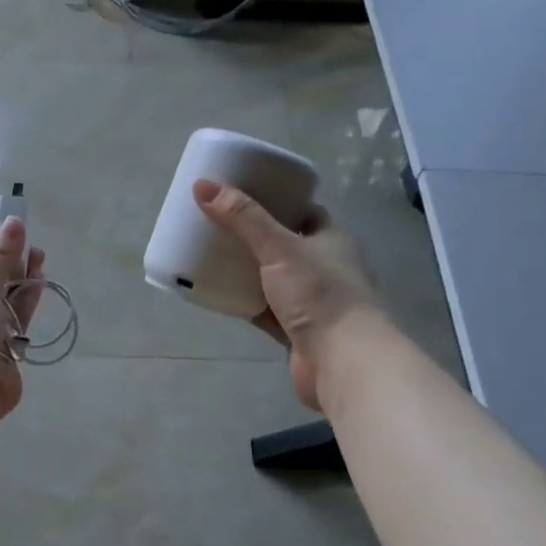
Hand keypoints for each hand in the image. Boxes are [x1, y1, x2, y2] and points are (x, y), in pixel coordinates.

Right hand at [193, 178, 380, 411]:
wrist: (342, 361)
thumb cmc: (319, 294)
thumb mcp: (279, 248)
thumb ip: (242, 218)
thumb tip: (203, 184)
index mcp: (330, 239)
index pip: (303, 210)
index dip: (275, 199)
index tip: (241, 193)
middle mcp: (324, 267)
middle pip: (284, 244)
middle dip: (253, 235)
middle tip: (217, 223)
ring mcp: (311, 301)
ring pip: (272, 279)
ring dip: (246, 270)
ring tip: (210, 254)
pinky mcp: (295, 331)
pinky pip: (263, 309)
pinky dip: (243, 302)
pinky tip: (217, 293)